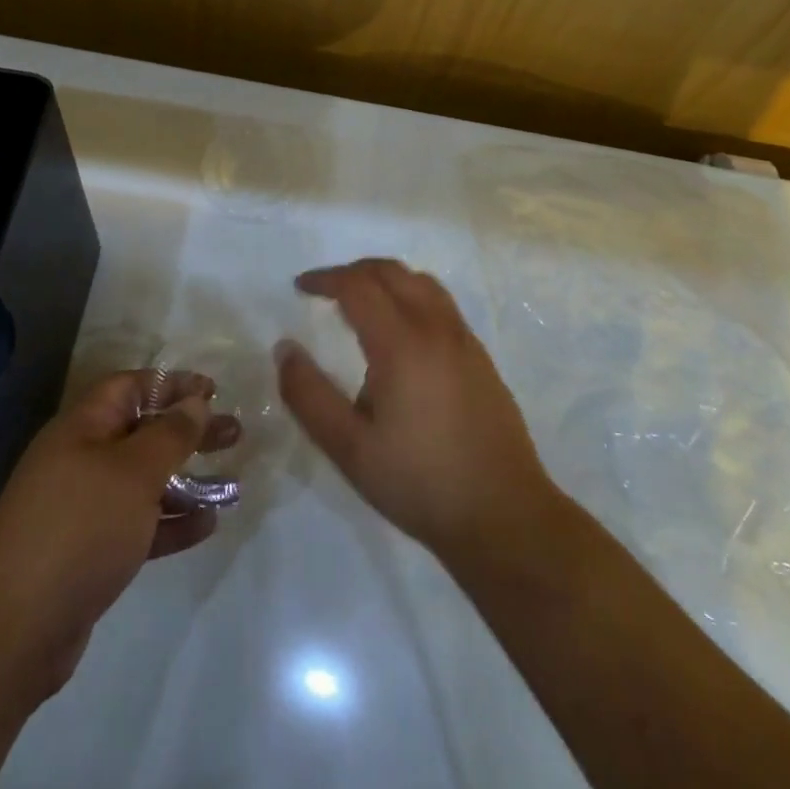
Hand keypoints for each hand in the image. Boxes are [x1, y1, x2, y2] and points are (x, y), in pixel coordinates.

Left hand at [0, 370, 236, 701]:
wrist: (17, 630)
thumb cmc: (81, 528)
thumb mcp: (134, 472)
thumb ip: (170, 434)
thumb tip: (195, 401)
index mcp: (82, 427)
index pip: (131, 387)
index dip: (172, 384)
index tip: (213, 391)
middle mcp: (80, 459)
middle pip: (143, 433)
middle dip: (188, 432)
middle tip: (234, 433)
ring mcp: (82, 508)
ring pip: (144, 481)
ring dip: (186, 480)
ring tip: (231, 483)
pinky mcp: (89, 552)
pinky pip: (138, 524)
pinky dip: (170, 521)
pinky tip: (206, 525)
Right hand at [275, 259, 559, 563]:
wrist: (505, 517)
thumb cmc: (420, 482)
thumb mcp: (349, 449)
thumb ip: (309, 396)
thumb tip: (284, 348)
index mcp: (401, 343)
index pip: (358, 286)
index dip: (325, 279)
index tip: (300, 287)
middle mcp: (436, 329)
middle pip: (392, 272)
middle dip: (354, 272)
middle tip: (326, 289)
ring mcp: (464, 341)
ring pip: (422, 283)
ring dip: (386, 279)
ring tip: (362, 302)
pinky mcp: (481, 359)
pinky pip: (442, 305)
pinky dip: (412, 297)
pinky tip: (402, 335)